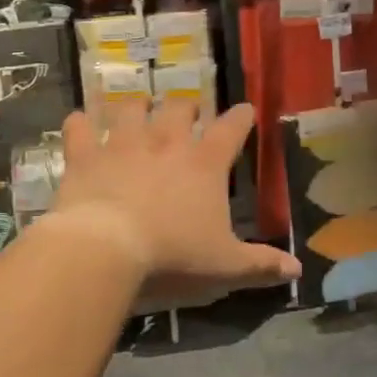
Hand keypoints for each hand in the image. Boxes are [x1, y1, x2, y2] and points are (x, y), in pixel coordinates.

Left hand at [51, 101, 300, 295]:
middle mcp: (166, 142)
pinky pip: (79, 127)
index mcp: (205, 164)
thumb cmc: (172, 257)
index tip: (246, 110)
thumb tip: (297, 270)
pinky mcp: (85, 155)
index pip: (232, 128)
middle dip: (185, 108)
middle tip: (186, 115)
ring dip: (136, 106)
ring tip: (138, 109)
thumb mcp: (225, 266)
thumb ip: (261, 264)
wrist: (104, 253)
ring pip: (131, 107)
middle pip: (179, 108)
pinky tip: (80, 123)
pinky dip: (80, 123)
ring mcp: (123, 144)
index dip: (242, 116)